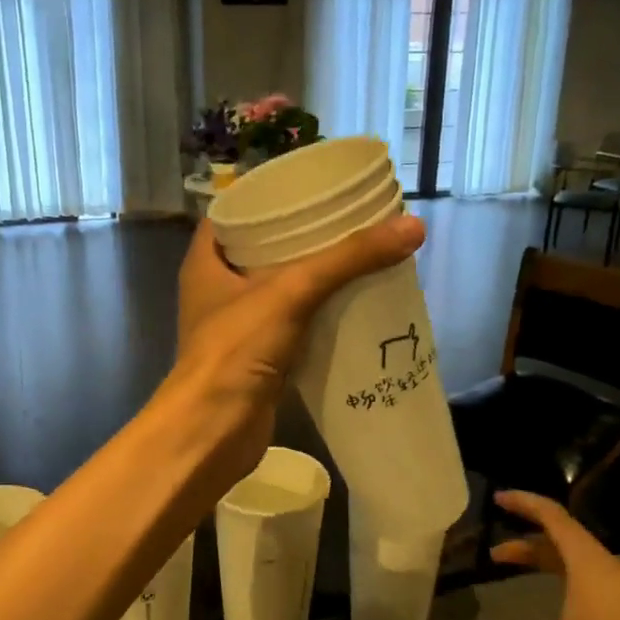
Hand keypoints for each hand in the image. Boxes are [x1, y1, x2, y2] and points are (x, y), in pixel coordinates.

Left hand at [167, 214, 423, 482]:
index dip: (267, 198)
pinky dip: (317, 315)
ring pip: (278, 290)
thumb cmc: (236, 350)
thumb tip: (413, 226)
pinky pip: (292, 325)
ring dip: (313, 277)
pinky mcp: (257, 358)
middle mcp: (217, 291)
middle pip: (261, 251)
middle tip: (345, 221)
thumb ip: (348, 259)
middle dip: (301, 237)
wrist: (214, 431)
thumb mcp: (292, 291)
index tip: (308, 188)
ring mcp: (236, 327)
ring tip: (357, 256)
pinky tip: (352, 306)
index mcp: (206, 263)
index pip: (233, 214)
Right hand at [455, 490, 619, 619]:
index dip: (524, 503)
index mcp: (583, 558)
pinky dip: (562, 578)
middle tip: (495, 553)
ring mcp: (618, 585)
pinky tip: (558, 606)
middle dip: (525, 541)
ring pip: (573, 559)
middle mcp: (600, 563)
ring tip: (517, 572)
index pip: (550, 515)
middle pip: (558, 538)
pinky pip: (586, 578)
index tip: (498, 498)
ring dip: (543, 560)